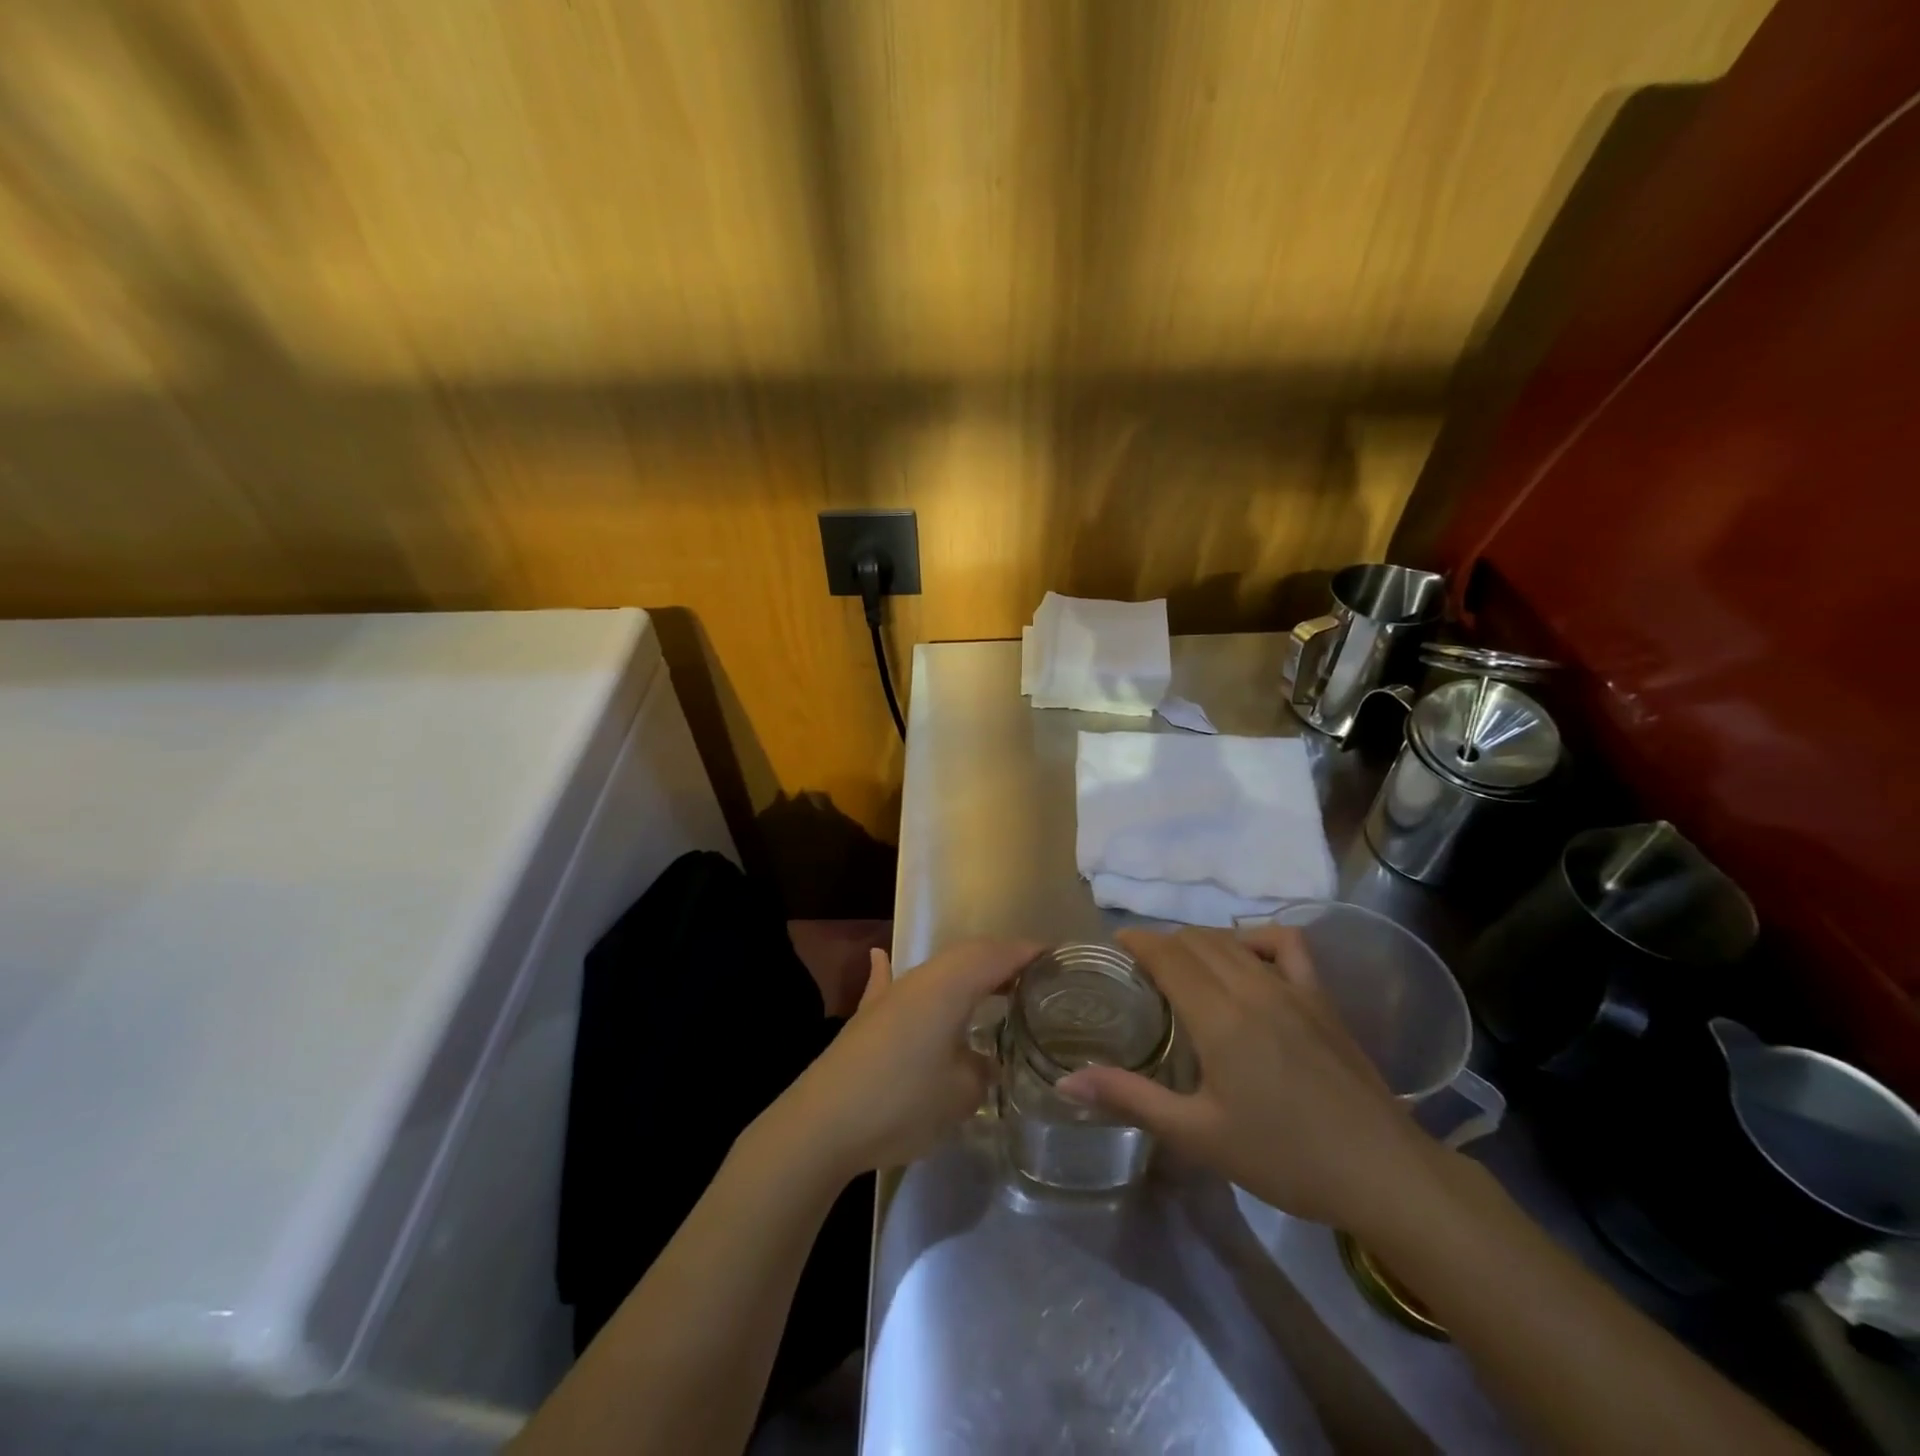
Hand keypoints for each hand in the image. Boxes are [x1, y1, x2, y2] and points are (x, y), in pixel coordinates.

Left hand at [770, 938, 1039, 1179]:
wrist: (823, 1123)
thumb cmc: (902, 1100)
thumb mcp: (961, 1092)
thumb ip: (984, 1068)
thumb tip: (987, 1060)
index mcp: (950, 985)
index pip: (997, 955)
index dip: (1028, 954)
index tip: (1058, 959)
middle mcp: (921, 978)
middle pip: (968, 955)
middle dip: (1002, 961)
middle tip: (1034, 979)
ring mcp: (890, 995)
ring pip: (938, 969)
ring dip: (967, 972)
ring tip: (994, 987)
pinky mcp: (868, 1017)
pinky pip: (891, 984)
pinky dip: (896, 972)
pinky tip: (881, 958)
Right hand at [1057, 926, 1445, 1231]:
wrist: (1383, 1174)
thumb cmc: (1284, 1158)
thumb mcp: (1198, 1136)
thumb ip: (1131, 1099)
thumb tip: (1066, 1081)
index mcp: (1218, 1016)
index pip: (1167, 955)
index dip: (1137, 941)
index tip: (1114, 944)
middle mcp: (1251, 987)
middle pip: (1195, 941)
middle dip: (1162, 943)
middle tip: (1141, 968)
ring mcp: (1292, 987)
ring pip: (1232, 940)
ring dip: (1198, 940)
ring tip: (1181, 963)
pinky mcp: (1321, 997)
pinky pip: (1285, 944)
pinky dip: (1256, 938)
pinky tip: (1246, 957)